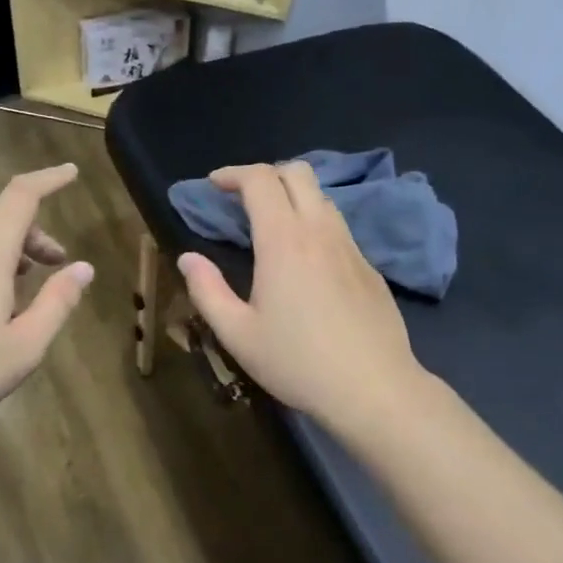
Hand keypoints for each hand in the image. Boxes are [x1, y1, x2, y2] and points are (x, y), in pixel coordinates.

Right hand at [177, 162, 424, 436]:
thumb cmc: (297, 362)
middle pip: (297, 173)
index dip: (233, 174)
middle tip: (241, 198)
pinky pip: (338, 227)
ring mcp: (351, 247)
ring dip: (292, 196)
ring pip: (322, 197)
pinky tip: (305, 260)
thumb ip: (207, 291)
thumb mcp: (237, 334)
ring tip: (271, 225)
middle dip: (265, 174)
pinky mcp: (370, 267)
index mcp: (283, 241)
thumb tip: (188, 258)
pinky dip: (314, 223)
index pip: (260, 180)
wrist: (374, 389)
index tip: (214, 185)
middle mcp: (320, 231)